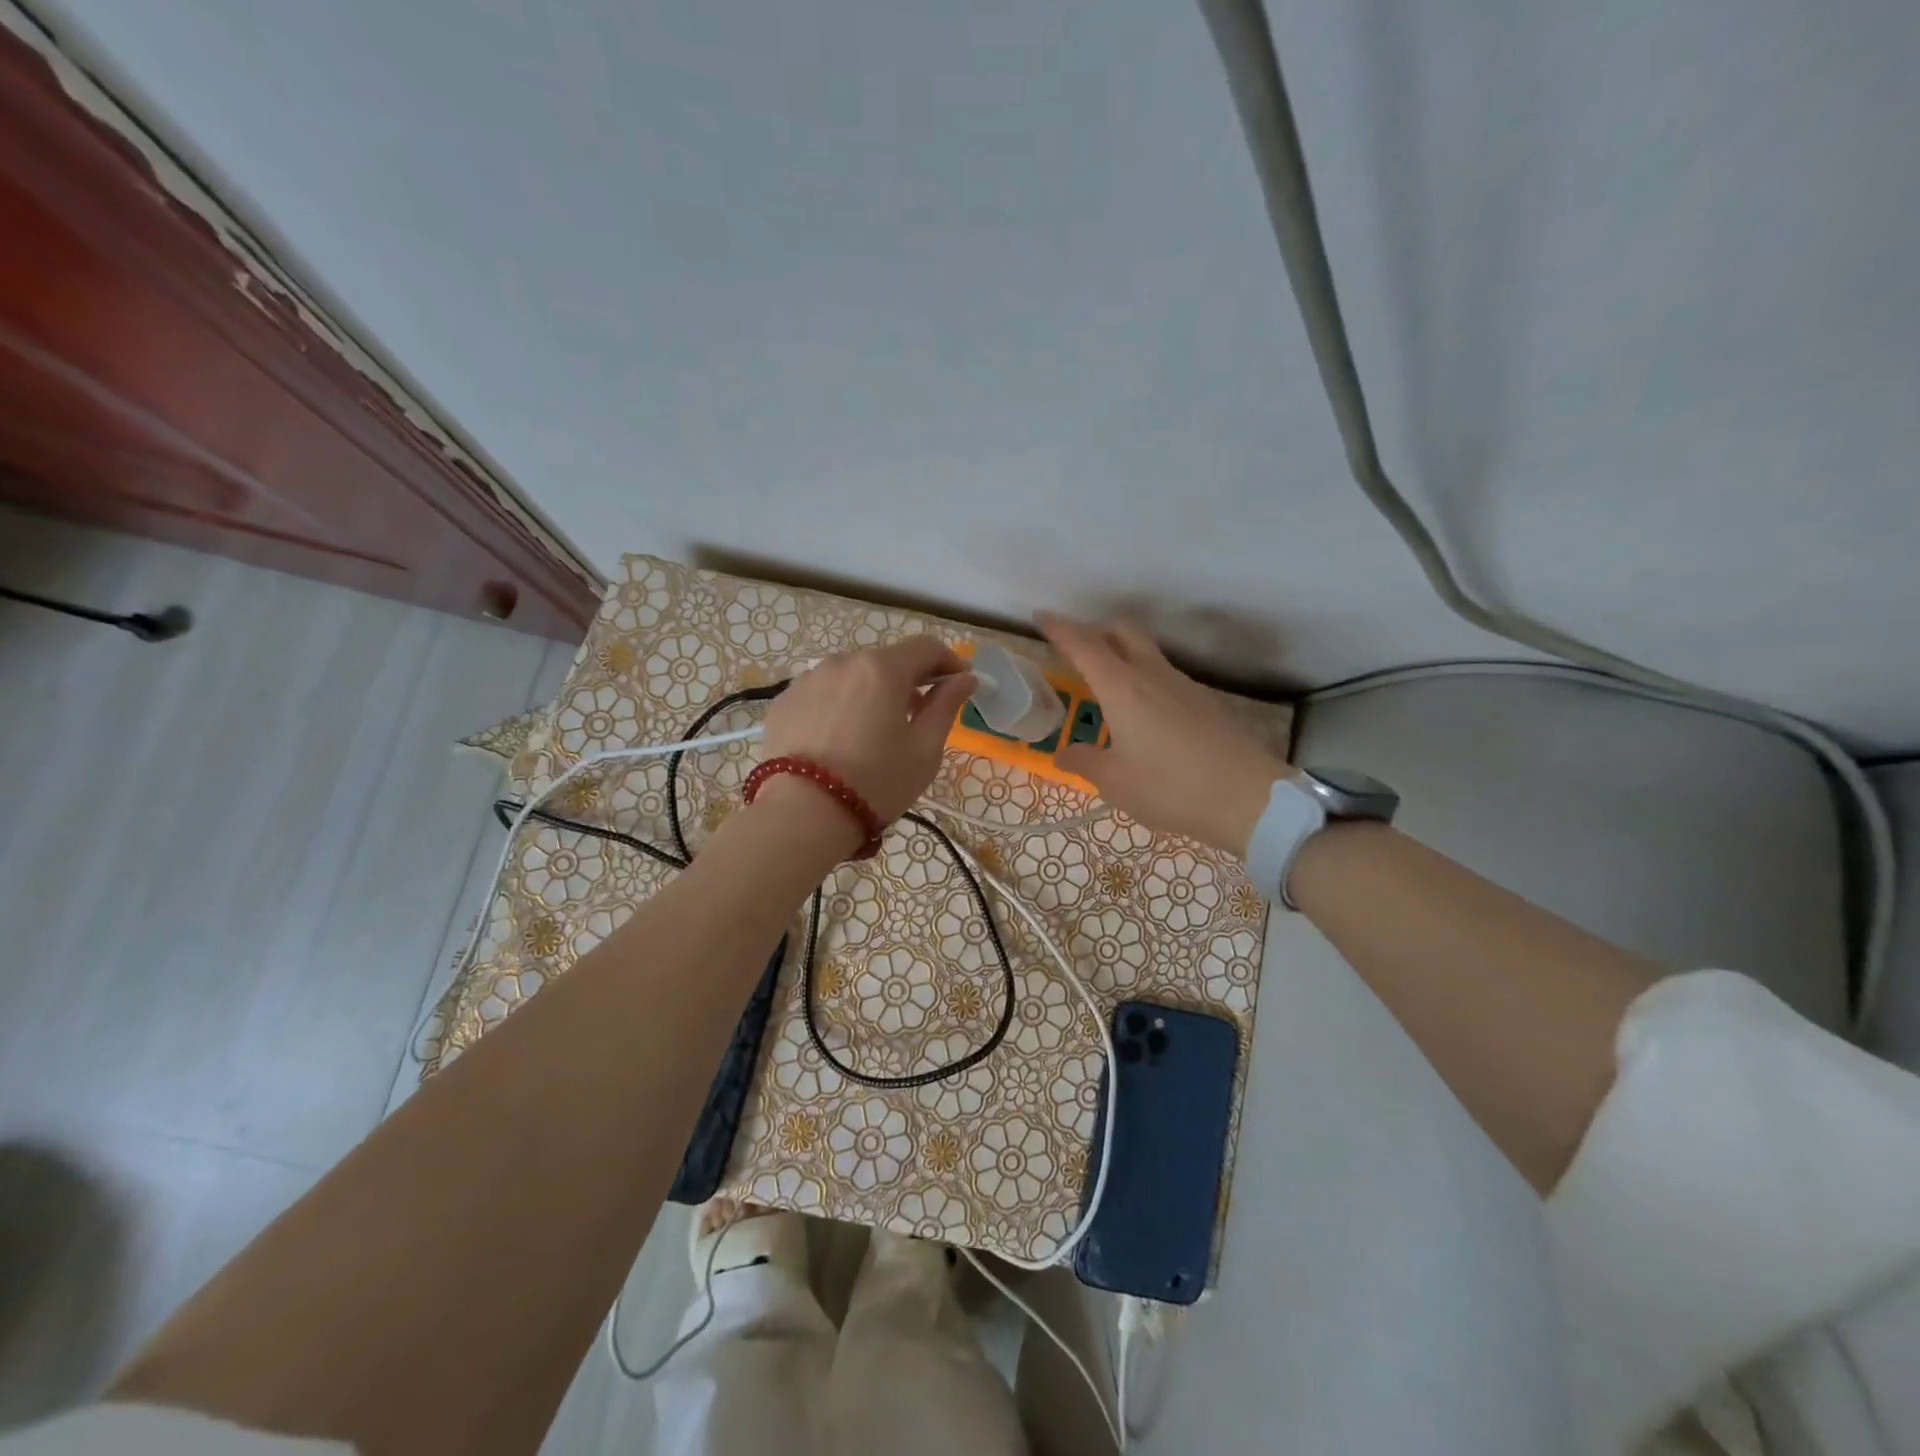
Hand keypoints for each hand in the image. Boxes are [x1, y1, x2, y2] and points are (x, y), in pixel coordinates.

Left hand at [759, 636, 974, 824]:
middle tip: (918, 715)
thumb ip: (946, 705)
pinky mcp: (784, 702)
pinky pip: (822, 694)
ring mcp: (807, 680)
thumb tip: (964, 678)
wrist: (802, 814)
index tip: (959, 684)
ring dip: (871, 692)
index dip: (949, 661)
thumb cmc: (876, 782)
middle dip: (908, 680)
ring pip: (851, 676)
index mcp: (882, 668)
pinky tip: (839, 740)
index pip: (926, 647)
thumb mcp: (925, 749)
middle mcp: (842, 662)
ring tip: (874, 731)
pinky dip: (839, 706)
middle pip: (886, 660)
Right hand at [1038, 614, 1288, 858]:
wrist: (1249, 798)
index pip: (1084, 645)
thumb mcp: (1115, 782)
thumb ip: (1084, 762)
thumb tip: (1064, 752)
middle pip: (1123, 631)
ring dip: (1123, 655)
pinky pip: (1166, 677)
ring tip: (1107, 686)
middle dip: (1096, 629)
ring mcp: (1184, 685)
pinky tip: (1144, 715)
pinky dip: (1145, 680)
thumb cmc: (1170, 787)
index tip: (1042, 616)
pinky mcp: (1206, 702)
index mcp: (1123, 688)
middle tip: (1076, 649)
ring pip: (1147, 652)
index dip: (1060, 628)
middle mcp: (1153, 675)